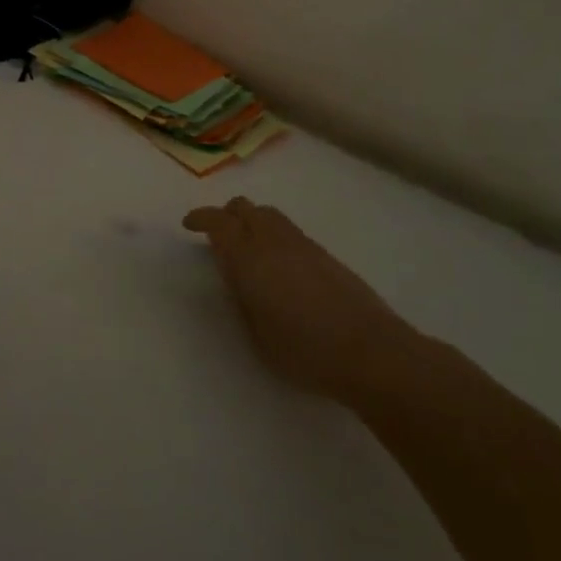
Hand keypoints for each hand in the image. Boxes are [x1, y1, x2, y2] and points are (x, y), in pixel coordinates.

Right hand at [184, 197, 412, 397]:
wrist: (372, 352)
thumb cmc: (304, 351)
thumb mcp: (256, 335)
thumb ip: (241, 298)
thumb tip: (235, 276)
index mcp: (249, 258)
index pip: (219, 222)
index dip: (201, 218)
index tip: (189, 225)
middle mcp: (274, 241)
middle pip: (245, 208)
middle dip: (226, 215)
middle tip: (217, 236)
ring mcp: (303, 245)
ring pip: (270, 214)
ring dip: (252, 221)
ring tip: (248, 247)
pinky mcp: (326, 255)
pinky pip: (290, 231)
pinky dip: (274, 235)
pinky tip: (278, 264)